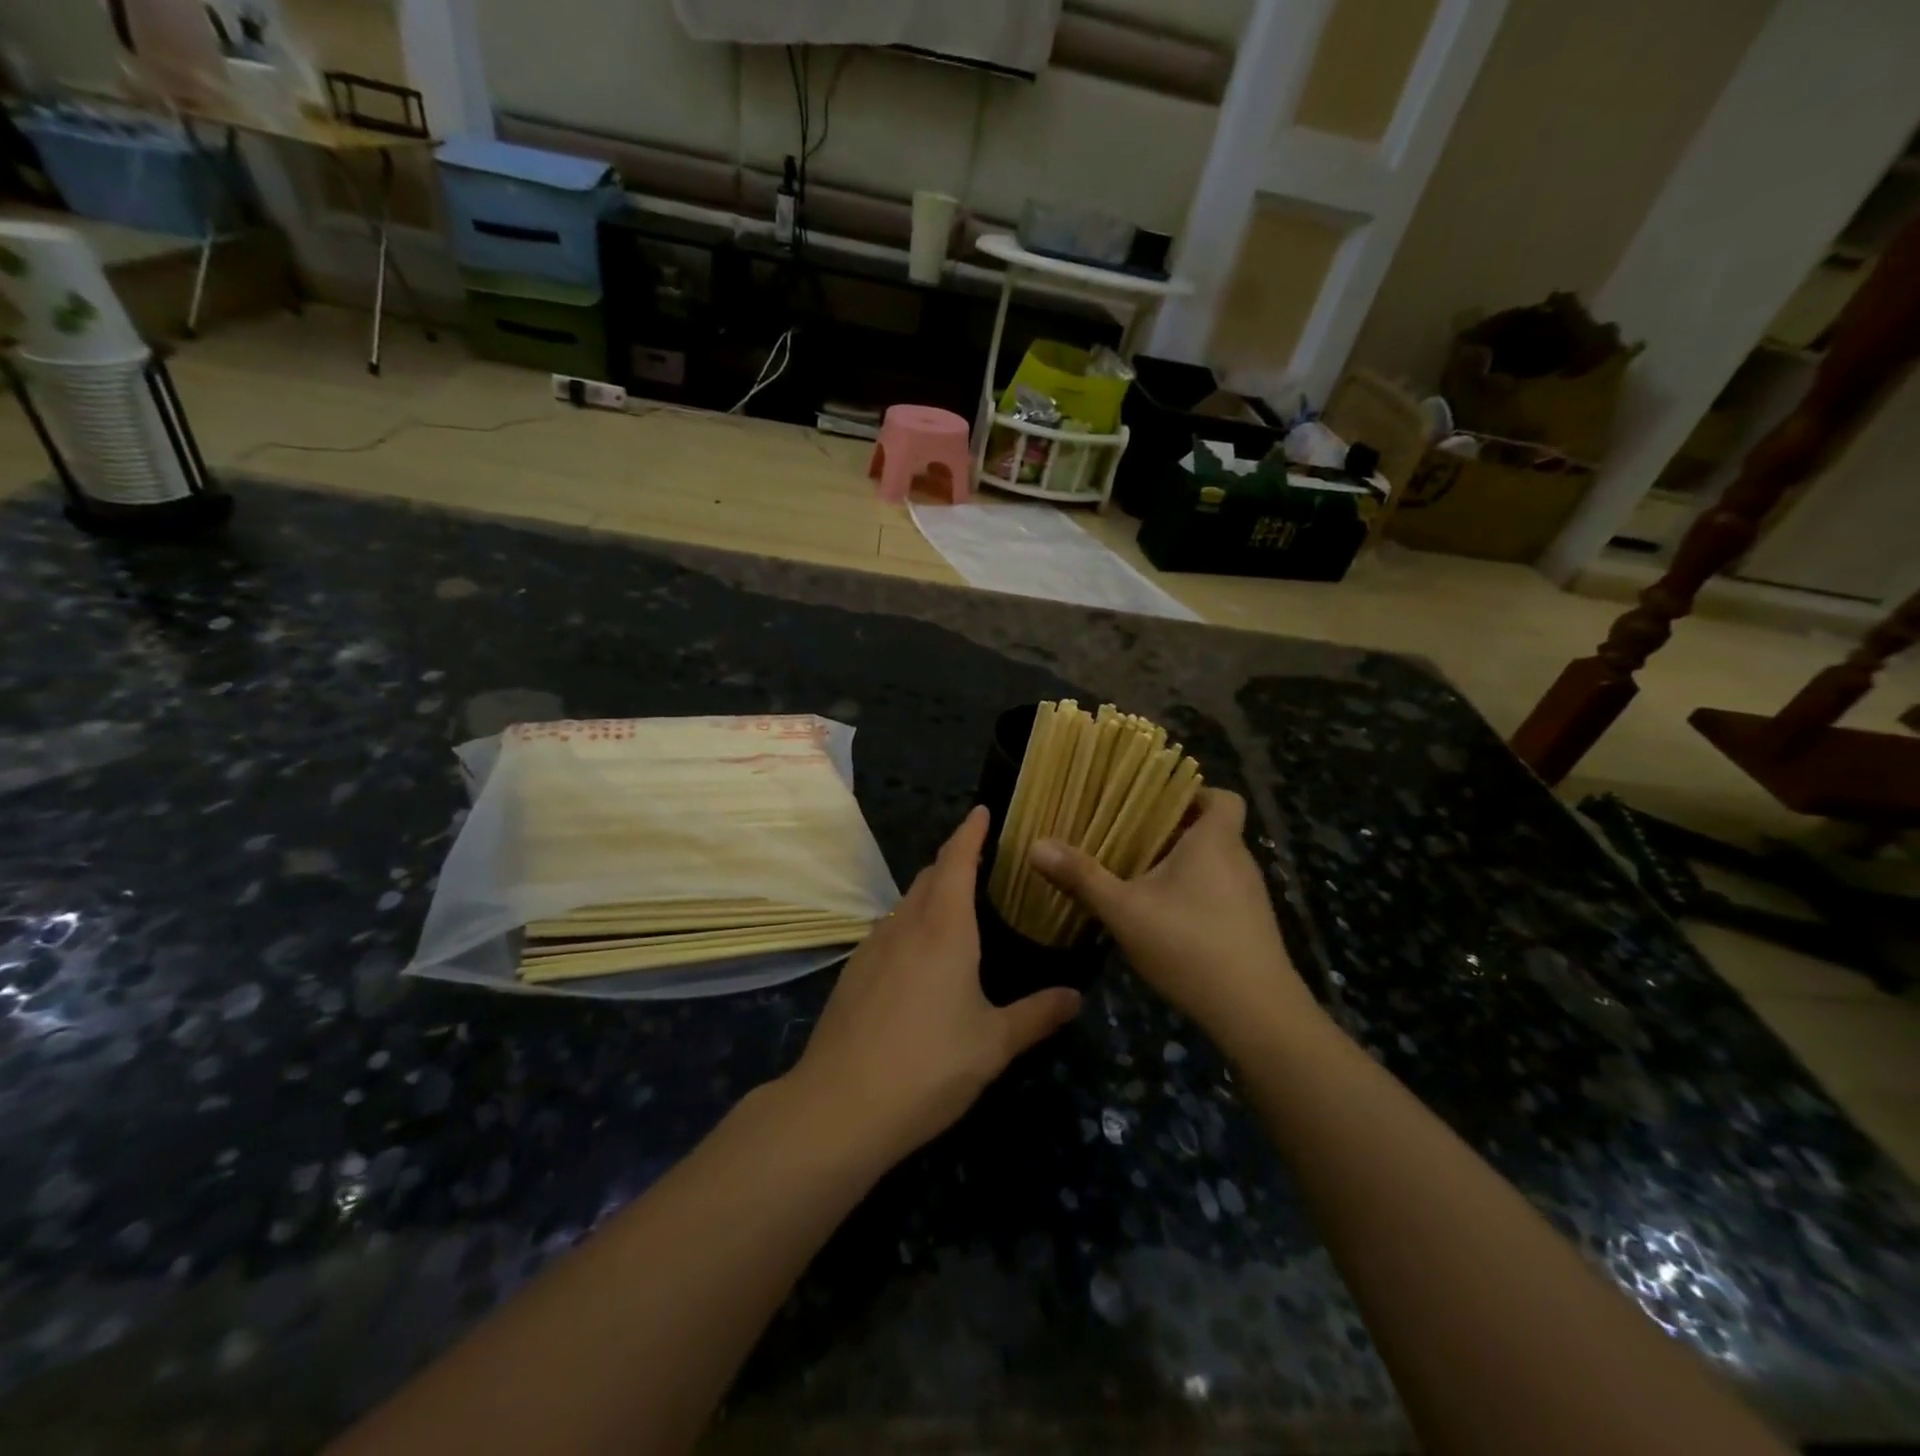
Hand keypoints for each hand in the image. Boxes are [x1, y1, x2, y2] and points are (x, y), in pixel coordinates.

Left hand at [786, 807, 1082, 1163]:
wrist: (840, 1105)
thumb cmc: (929, 1066)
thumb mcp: (993, 1044)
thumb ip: (1037, 1015)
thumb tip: (1076, 996)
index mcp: (944, 929)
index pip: (957, 861)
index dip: (970, 832)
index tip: (982, 811)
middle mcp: (906, 925)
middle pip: (929, 876)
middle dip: (954, 860)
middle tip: (981, 861)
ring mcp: (873, 947)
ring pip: (906, 903)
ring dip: (930, 892)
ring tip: (955, 905)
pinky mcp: (853, 973)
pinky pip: (889, 930)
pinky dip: (910, 924)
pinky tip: (920, 956)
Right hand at [1029, 789, 1316, 1046]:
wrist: (1257, 1016)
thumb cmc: (1190, 946)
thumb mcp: (1124, 911)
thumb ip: (1082, 877)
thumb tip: (1036, 845)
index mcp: (1215, 842)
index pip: (1222, 797)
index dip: (1192, 793)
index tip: (1153, 802)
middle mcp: (1239, 861)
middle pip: (1210, 829)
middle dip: (1171, 830)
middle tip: (1127, 837)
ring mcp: (1249, 896)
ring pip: (1213, 863)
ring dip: (1180, 864)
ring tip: (1137, 874)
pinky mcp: (1250, 927)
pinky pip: (1219, 892)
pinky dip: (1192, 893)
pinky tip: (1161, 917)